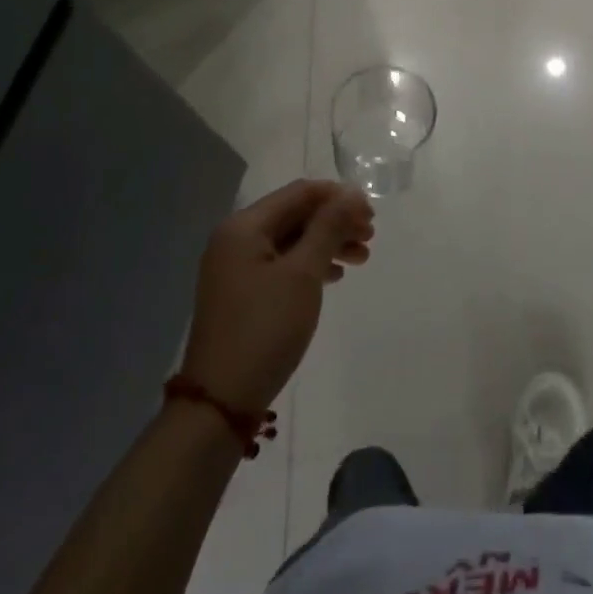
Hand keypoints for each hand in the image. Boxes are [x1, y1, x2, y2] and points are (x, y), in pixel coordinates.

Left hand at [179, 180, 374, 412]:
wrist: (221, 401)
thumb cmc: (265, 328)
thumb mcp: (303, 273)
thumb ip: (328, 227)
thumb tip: (351, 192)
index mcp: (245, 226)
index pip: (300, 193)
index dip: (339, 197)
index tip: (371, 214)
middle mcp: (237, 239)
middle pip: (296, 215)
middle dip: (336, 221)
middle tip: (370, 237)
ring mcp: (237, 267)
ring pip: (293, 240)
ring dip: (328, 243)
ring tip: (362, 258)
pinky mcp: (243, 292)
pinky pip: (283, 263)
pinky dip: (311, 264)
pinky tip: (335, 275)